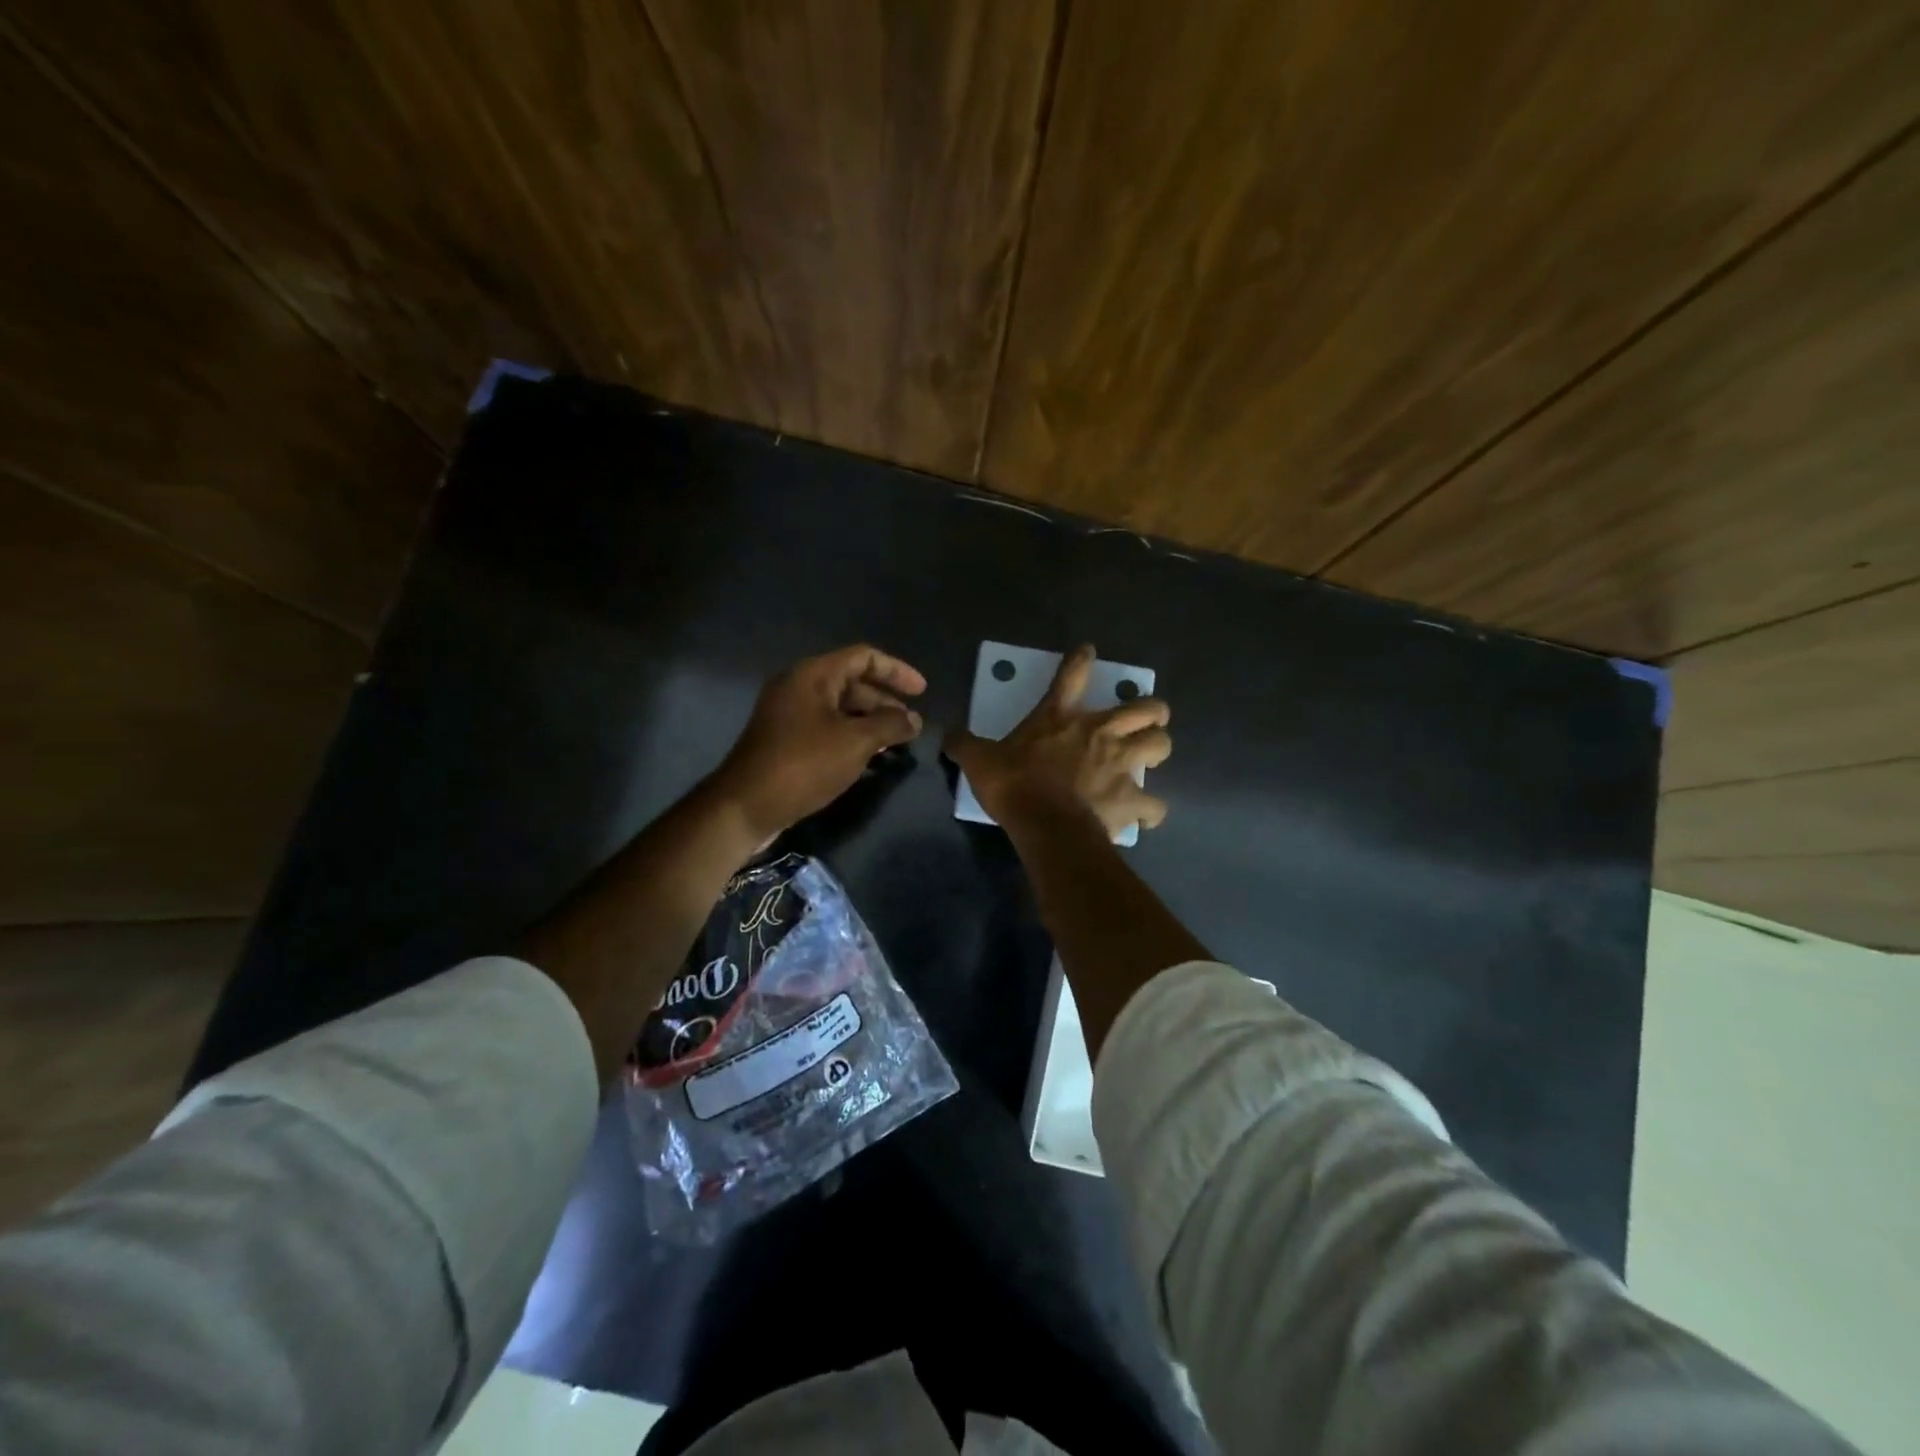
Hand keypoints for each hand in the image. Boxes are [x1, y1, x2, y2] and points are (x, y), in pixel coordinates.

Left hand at [713, 645, 925, 839]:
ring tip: (897, 742)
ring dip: (870, 721)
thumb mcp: (855, 742)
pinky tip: (870, 758)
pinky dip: (852, 736)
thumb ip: (890, 725)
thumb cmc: (803, 764)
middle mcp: (799, 687)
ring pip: (840, 708)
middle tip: (911, 725)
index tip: (922, 692)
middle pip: (852, 682)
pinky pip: (827, 728)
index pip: (863, 657)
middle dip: (885, 701)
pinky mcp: (786, 741)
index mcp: (812, 675)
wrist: (746, 806)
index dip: (896, 670)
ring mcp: (789, 715)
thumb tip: (914, 719)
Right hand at [946, 643, 1170, 839]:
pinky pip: (1154, 807)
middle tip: (1144, 719)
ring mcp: (1122, 765)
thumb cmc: (1014, 785)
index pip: (1072, 674)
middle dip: (1152, 710)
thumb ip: (964, 744)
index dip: (1081, 659)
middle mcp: (1100, 733)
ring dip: (1158, 749)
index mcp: (1061, 717)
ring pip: (1161, 746)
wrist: (1045, 825)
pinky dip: (1151, 811)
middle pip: (1146, 708)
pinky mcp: (1131, 799)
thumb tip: (947, 732)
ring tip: (1150, 757)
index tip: (1089, 651)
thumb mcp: (979, 761)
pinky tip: (1144, 816)